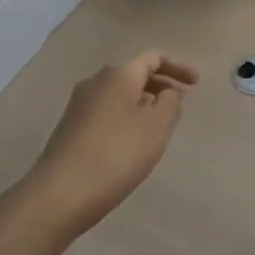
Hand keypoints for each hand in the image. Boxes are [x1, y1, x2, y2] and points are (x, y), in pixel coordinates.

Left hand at [20, 51, 197, 239]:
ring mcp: (79, 104)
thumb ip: (170, 104)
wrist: (57, 196)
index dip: (178, 68)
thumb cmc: (115, 156)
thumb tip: (168, 93)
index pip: (154, 58)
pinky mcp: (69, 127)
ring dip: (143, 102)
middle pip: (135, 73)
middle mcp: (96, 81)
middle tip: (180, 103)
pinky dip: (125, 116)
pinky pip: (106, 111)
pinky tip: (131, 141)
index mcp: (119, 74)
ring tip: (159, 124)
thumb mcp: (155, 129)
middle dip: (161, 85)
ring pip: (120, 93)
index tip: (197, 84)